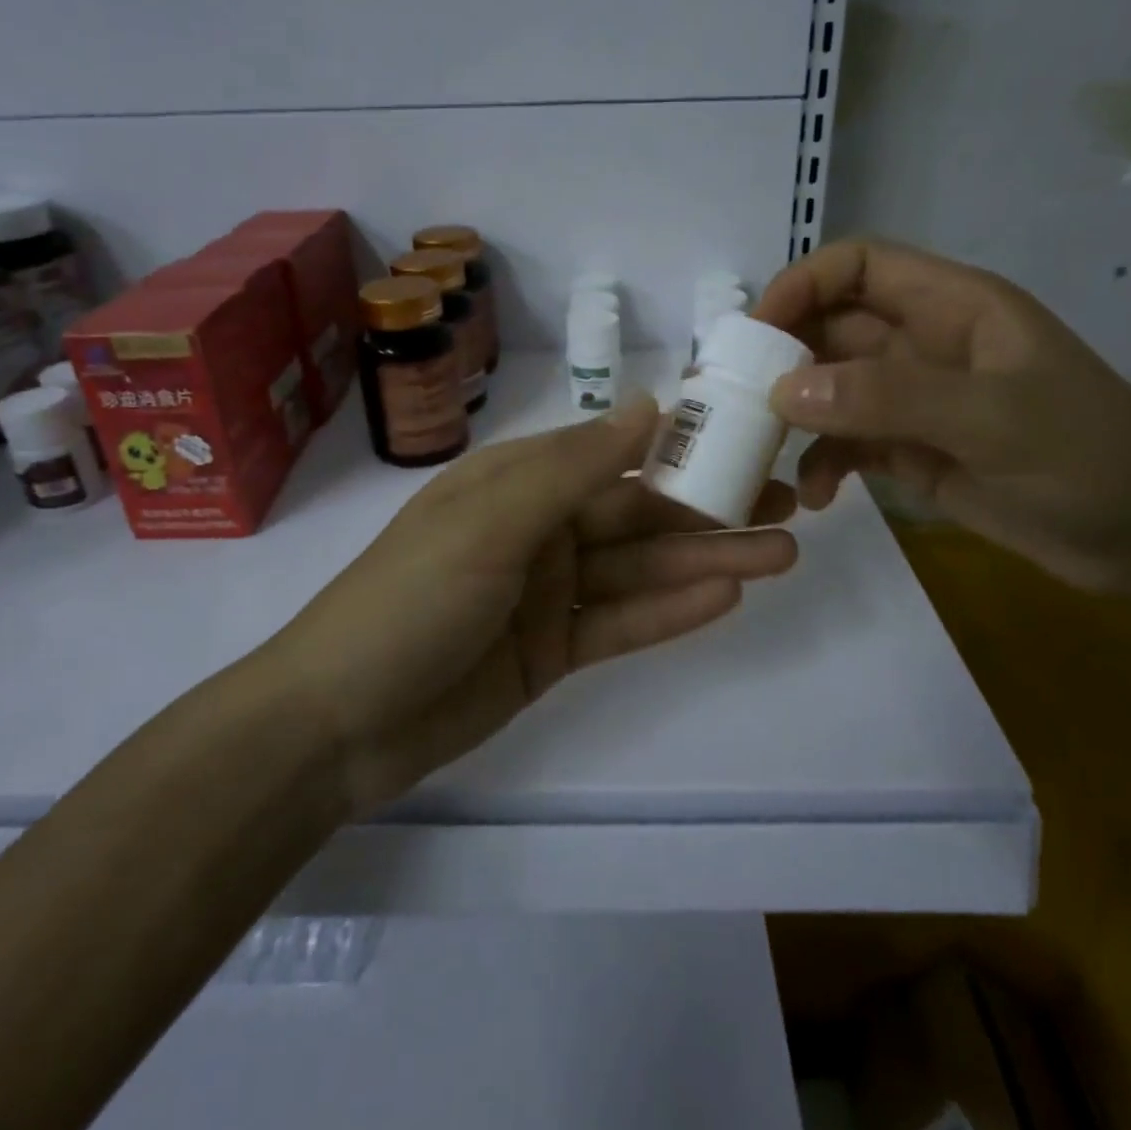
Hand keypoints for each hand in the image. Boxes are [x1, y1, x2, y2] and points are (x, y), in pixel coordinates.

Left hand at [275, 397, 797, 813]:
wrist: (338, 724)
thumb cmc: (410, 600)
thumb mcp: (491, 522)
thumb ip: (575, 468)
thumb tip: (650, 405)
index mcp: (517, 481)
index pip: (614, 453)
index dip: (681, 445)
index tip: (749, 439)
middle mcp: (538, 529)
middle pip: (638, 514)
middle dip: (711, 509)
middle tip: (792, 504)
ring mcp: (546, 593)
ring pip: (640, 570)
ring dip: (708, 561)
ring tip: (783, 553)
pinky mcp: (551, 651)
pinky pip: (620, 624)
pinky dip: (670, 612)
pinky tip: (728, 597)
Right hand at [754, 238, 1130, 592]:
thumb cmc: (1089, 458)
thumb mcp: (994, 420)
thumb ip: (888, 399)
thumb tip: (781, 392)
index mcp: (952, 306)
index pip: (859, 265)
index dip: (803, 284)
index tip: (755, 330)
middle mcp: (924, 344)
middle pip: (830, 327)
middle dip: (782, 356)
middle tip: (735, 397)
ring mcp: (912, 401)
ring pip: (829, 388)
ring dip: (793, 415)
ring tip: (761, 449)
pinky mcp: (908, 450)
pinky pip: (845, 445)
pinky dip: (822, 464)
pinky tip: (817, 497)